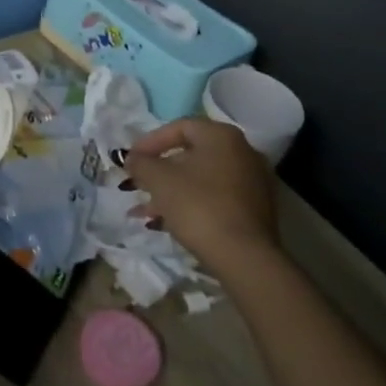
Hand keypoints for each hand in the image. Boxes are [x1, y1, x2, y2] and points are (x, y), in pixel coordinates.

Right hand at [122, 118, 278, 275]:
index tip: (131, 161)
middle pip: (190, 154)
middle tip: (137, 185)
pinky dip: (191, 203)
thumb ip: (140, 163)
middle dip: (159, 171)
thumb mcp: (159, 180)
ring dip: (171, 191)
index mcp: (222, 136)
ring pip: (201, 179)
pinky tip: (168, 222)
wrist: (244, 258)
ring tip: (145, 212)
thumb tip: (131, 158)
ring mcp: (252, 182)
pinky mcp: (254, 209)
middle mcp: (242, 151)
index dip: (150, 142)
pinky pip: (215, 197)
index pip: (179, 127)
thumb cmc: (198, 206)